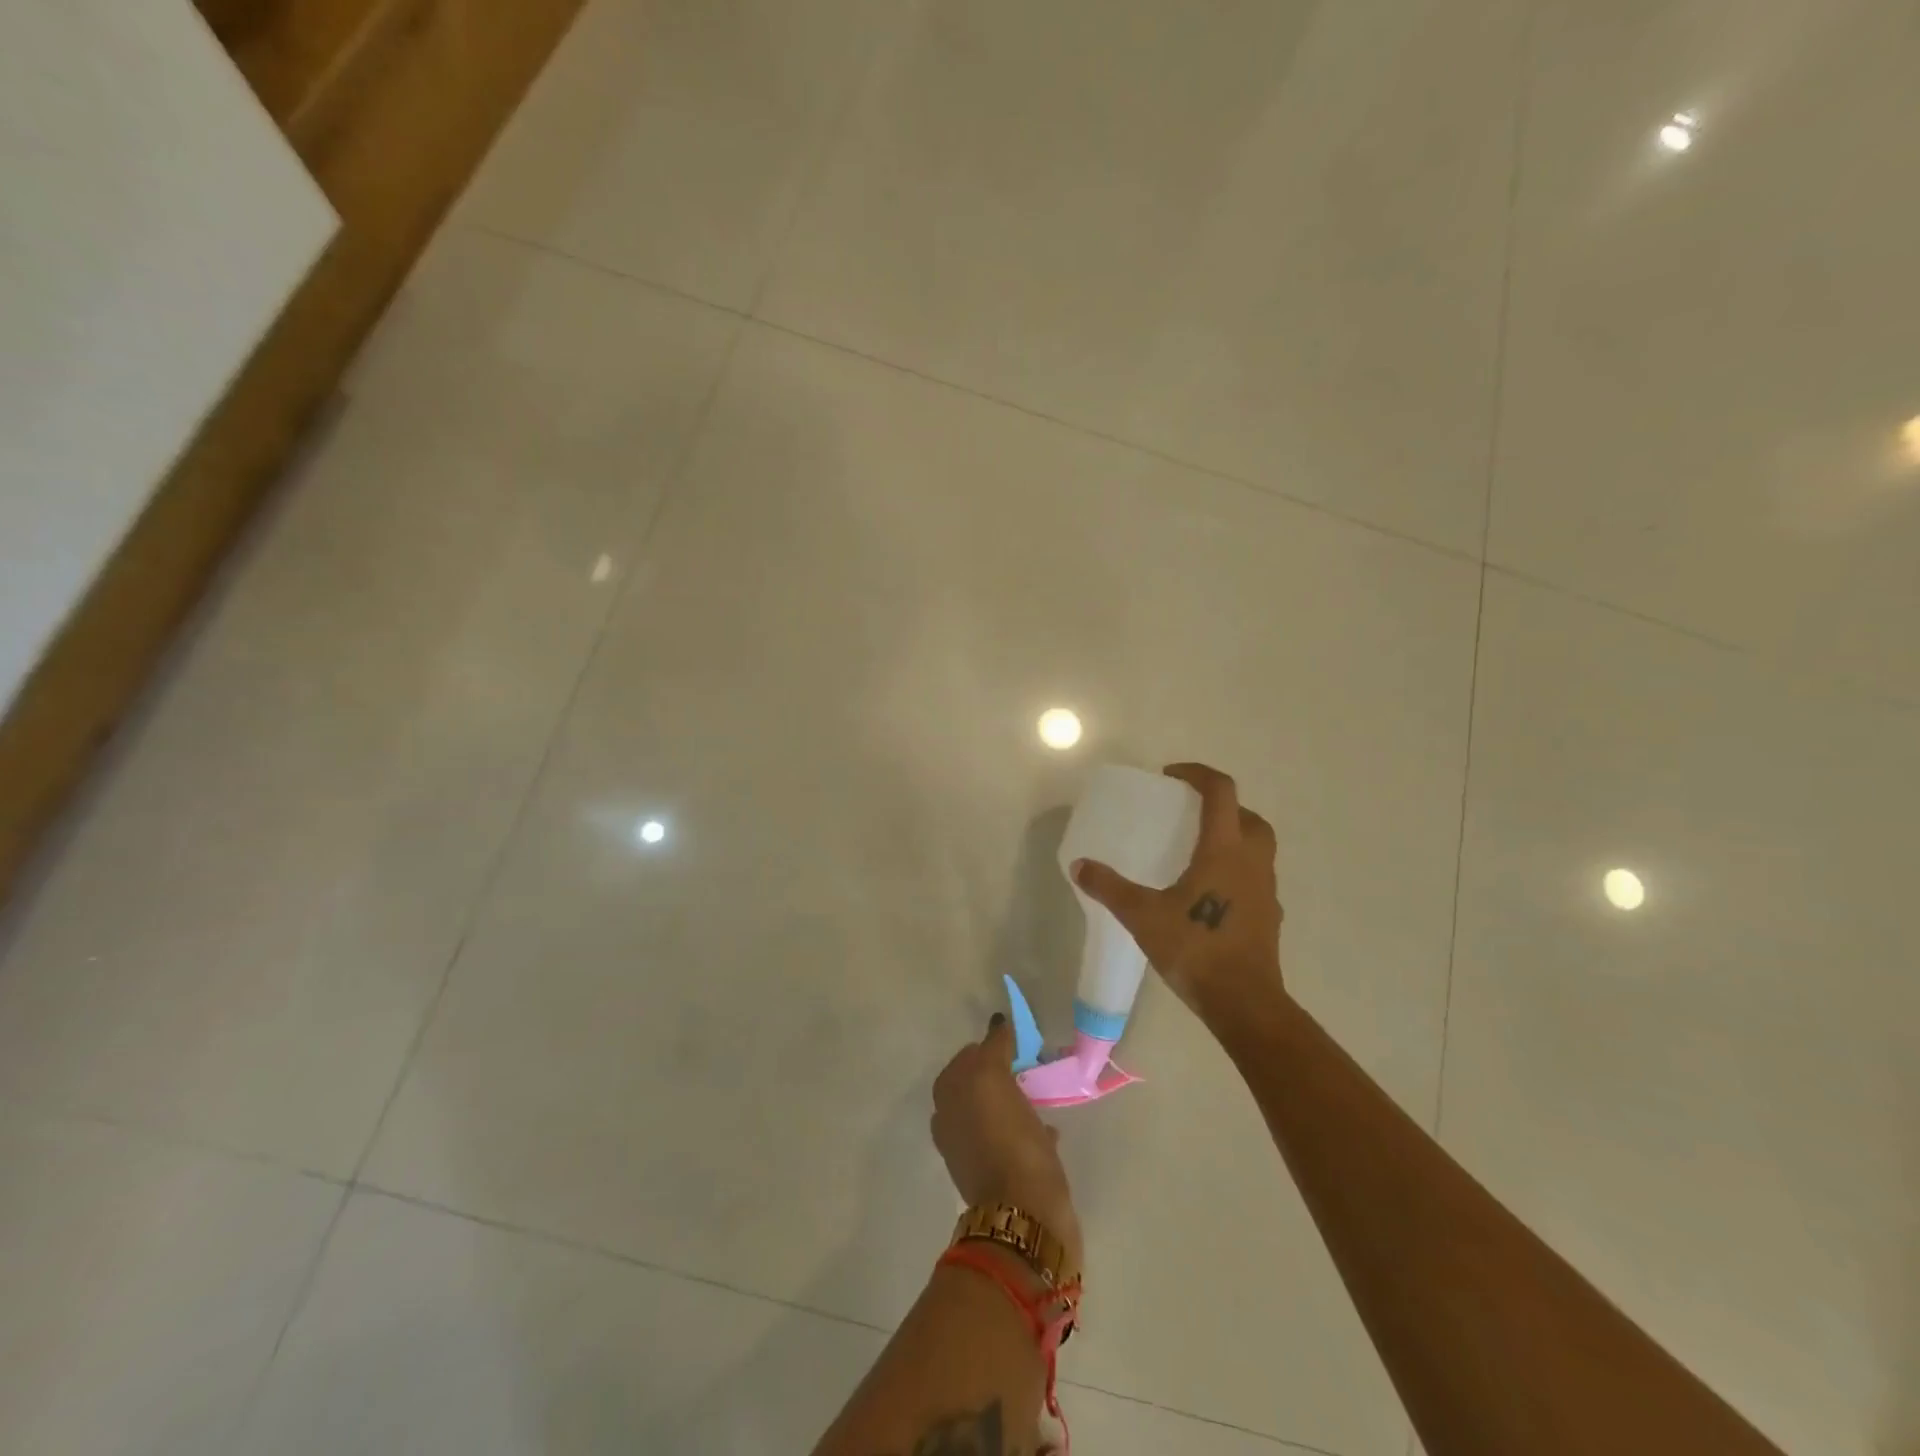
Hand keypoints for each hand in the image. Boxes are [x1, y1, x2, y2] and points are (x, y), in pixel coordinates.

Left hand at [932, 1016, 1082, 1266]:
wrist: (1025, 1216)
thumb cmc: (1009, 1141)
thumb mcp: (994, 1079)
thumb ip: (993, 1048)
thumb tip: (997, 1023)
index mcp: (948, 1097)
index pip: (969, 1056)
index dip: (993, 1044)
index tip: (1019, 1041)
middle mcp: (954, 1121)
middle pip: (980, 1083)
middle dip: (1001, 1072)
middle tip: (1029, 1064)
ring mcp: (975, 1150)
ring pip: (996, 1111)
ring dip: (1014, 1101)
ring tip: (1040, 1094)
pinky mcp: (1000, 1174)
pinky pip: (1012, 1139)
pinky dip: (1027, 1130)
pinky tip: (1049, 1130)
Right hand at [1071, 762, 1285, 1030]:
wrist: (1244, 1002)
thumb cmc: (1195, 949)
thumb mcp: (1142, 916)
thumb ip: (1109, 888)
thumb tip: (1080, 866)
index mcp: (1224, 850)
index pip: (1220, 792)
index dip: (1197, 774)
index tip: (1171, 777)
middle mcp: (1252, 861)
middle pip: (1248, 816)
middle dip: (1222, 806)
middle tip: (1190, 814)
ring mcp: (1266, 890)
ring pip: (1258, 846)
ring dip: (1234, 837)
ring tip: (1198, 851)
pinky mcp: (1269, 916)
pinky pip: (1255, 876)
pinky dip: (1237, 869)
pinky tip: (1209, 892)